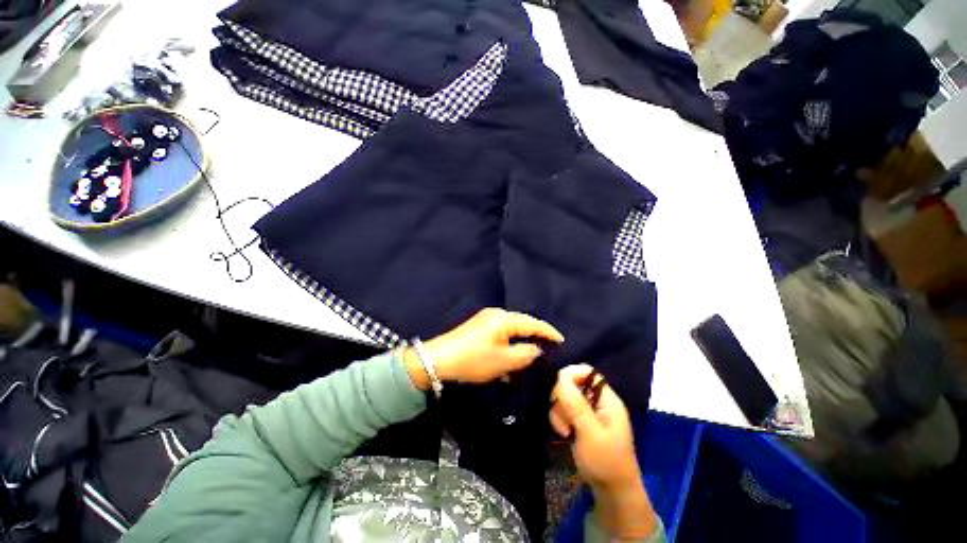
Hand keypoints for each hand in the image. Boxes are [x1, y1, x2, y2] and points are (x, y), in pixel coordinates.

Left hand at [404, 308, 563, 387]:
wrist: (438, 359)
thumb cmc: (474, 360)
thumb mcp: (503, 361)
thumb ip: (525, 354)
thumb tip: (536, 349)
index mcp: (504, 319)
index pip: (532, 323)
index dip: (548, 332)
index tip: (561, 340)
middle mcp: (496, 314)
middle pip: (522, 324)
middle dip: (534, 336)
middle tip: (548, 348)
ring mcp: (486, 319)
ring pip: (510, 330)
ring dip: (519, 342)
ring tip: (530, 355)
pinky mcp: (478, 327)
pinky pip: (500, 334)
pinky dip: (507, 344)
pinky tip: (509, 357)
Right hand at [550, 364, 656, 538]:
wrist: (612, 493)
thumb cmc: (606, 462)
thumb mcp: (590, 433)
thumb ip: (576, 404)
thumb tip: (560, 377)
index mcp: (607, 399)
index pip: (587, 371)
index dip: (571, 375)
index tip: (559, 391)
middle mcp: (597, 401)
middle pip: (572, 383)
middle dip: (562, 399)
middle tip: (565, 420)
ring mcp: (588, 411)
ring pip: (565, 397)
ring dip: (559, 412)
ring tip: (565, 432)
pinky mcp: (580, 421)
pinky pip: (564, 409)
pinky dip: (560, 419)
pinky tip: (564, 433)